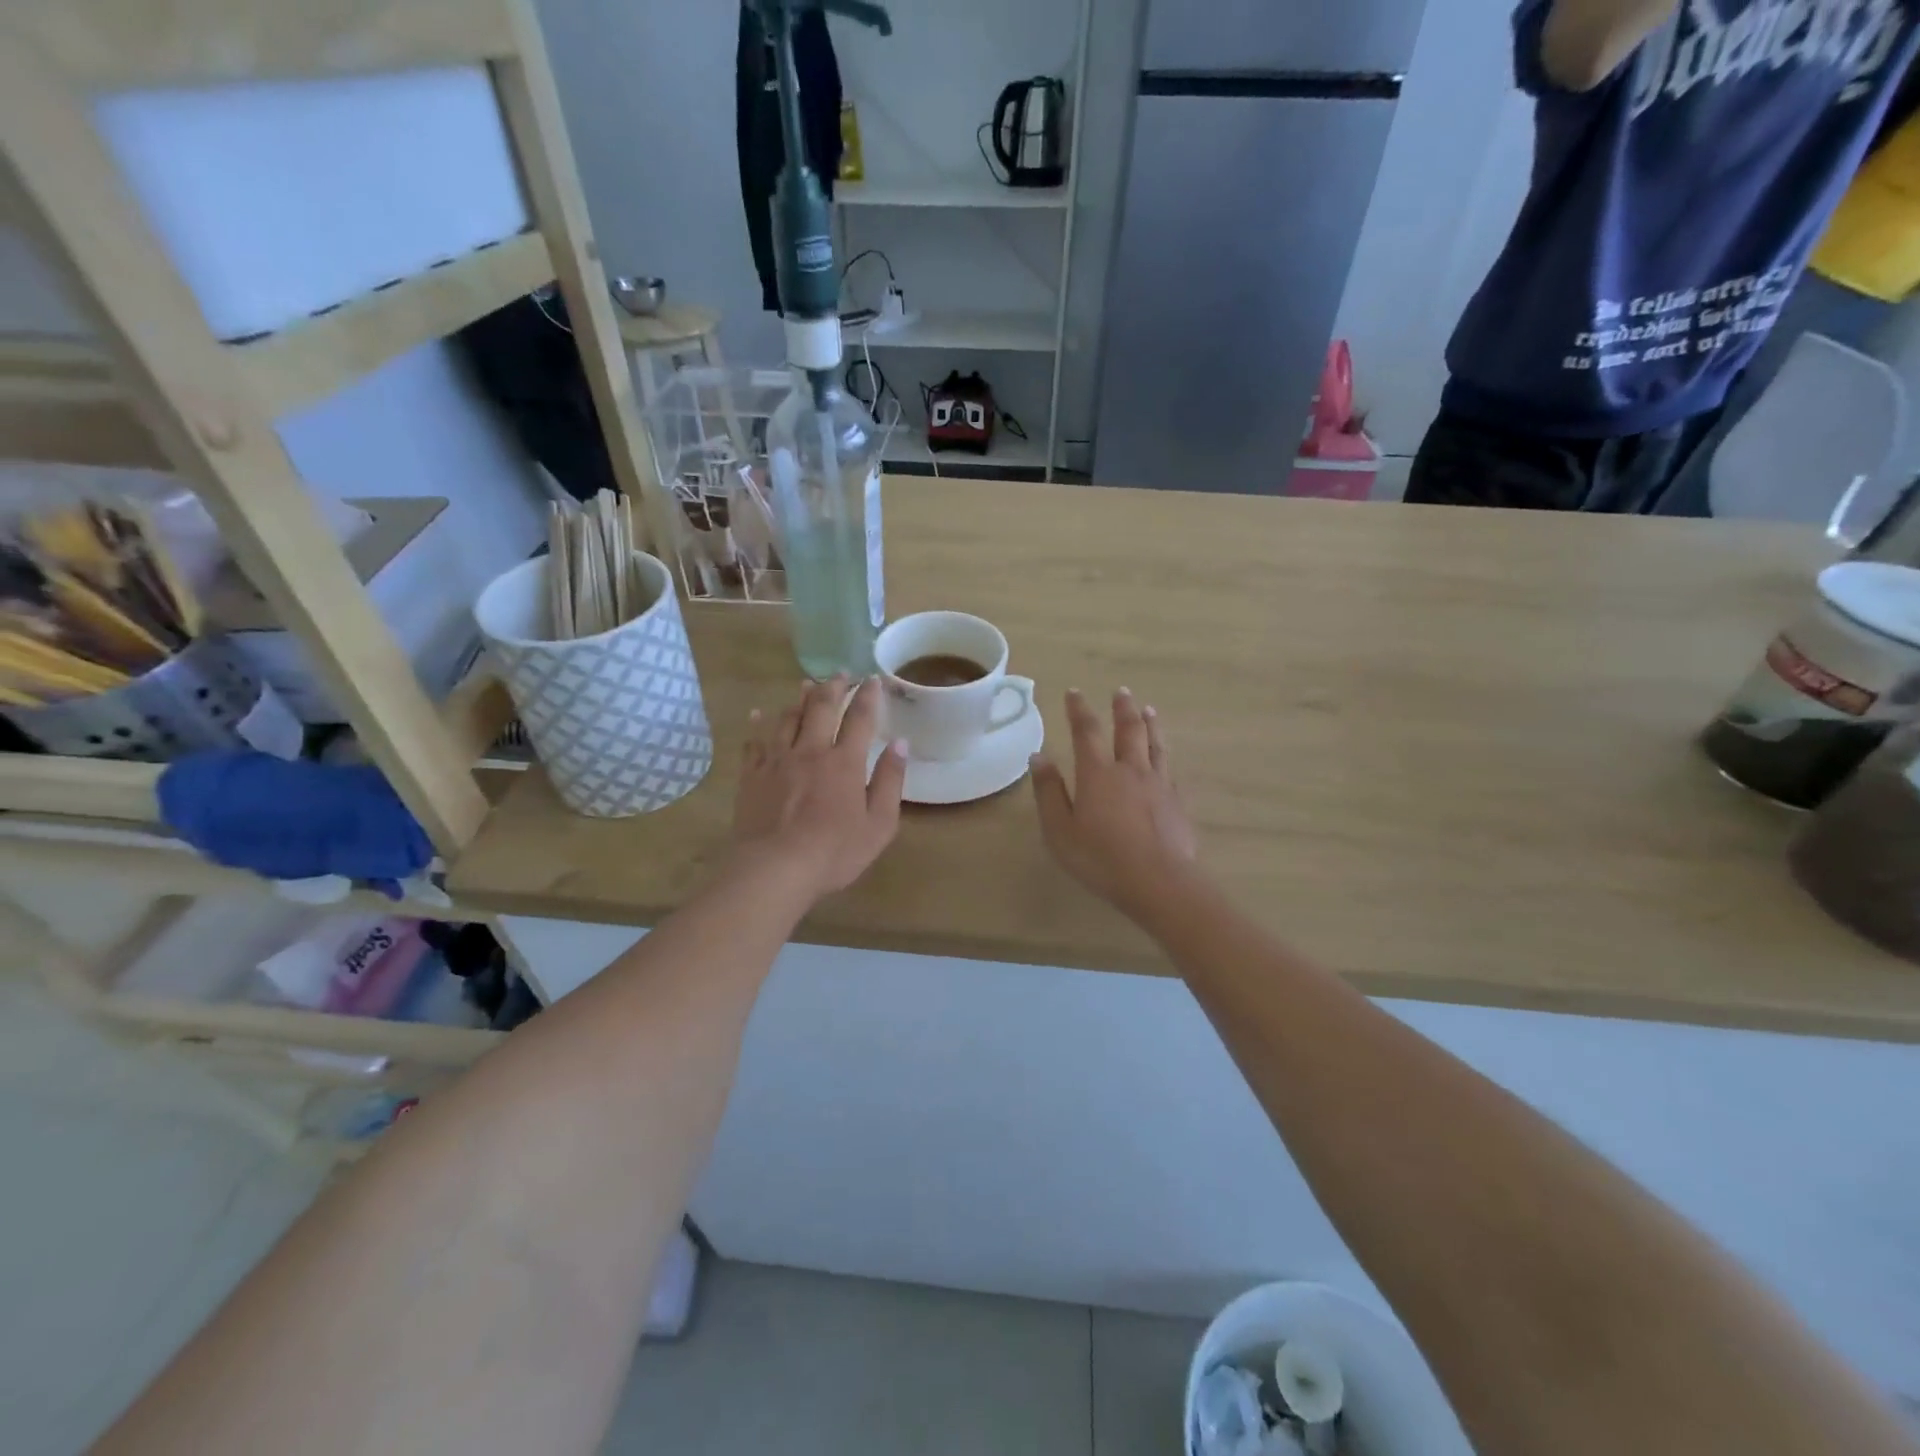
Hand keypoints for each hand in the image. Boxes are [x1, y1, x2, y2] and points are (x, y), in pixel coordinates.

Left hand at [732, 675, 906, 900]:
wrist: (774, 869)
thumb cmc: (834, 852)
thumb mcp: (879, 824)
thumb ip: (891, 781)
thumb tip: (900, 744)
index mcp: (845, 762)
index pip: (860, 719)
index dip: (868, 696)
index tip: (872, 679)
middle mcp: (811, 751)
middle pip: (821, 708)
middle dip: (833, 687)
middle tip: (840, 674)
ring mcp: (777, 761)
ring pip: (787, 719)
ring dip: (798, 699)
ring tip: (805, 685)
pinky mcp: (752, 776)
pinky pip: (754, 742)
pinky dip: (757, 724)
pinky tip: (758, 714)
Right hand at [1031, 688, 1198, 916]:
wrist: (1159, 881)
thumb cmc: (1100, 858)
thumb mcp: (1060, 830)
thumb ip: (1049, 792)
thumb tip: (1039, 756)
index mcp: (1097, 774)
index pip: (1086, 731)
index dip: (1079, 710)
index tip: (1074, 692)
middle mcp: (1129, 770)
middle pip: (1127, 729)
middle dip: (1122, 708)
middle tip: (1121, 691)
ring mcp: (1158, 784)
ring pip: (1154, 744)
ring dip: (1149, 723)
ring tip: (1147, 709)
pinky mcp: (1177, 801)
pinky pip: (1171, 769)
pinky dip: (1165, 755)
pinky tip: (1166, 757)